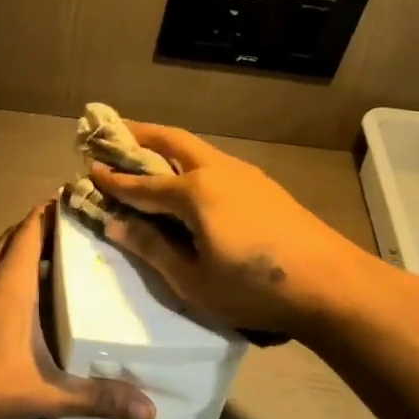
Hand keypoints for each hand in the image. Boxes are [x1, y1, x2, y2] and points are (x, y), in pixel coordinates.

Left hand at [0, 201, 155, 418]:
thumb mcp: (45, 393)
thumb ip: (96, 398)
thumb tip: (150, 410)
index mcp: (10, 283)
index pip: (30, 231)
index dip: (50, 210)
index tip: (75, 196)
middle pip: (13, 237)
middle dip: (40, 226)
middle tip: (75, 226)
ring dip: (22, 247)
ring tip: (57, 253)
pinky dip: (8, 269)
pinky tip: (27, 293)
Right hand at [92, 123, 392, 337]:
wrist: (332, 285)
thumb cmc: (254, 288)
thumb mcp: (193, 280)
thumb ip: (153, 248)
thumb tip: (116, 225)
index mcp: (194, 193)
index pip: (141, 184)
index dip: (113, 179)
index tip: (87, 168)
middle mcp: (216, 171)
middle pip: (171, 142)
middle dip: (139, 134)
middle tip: (112, 131)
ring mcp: (244, 175)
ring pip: (196, 149)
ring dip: (166, 145)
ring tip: (145, 151)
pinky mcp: (263, 186)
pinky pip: (215, 163)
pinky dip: (190, 161)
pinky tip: (189, 179)